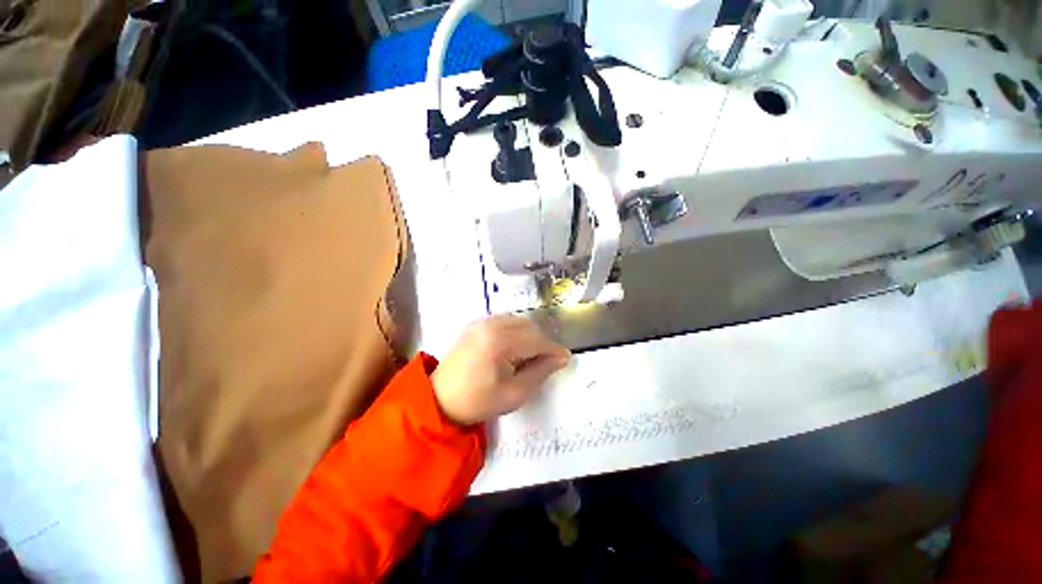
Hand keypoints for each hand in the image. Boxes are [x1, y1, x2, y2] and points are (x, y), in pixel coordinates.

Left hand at [432, 315, 571, 425]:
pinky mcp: (476, 323)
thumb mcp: (515, 393)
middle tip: (547, 361)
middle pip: (529, 326)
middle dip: (542, 342)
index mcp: (499, 341)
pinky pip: (505, 320)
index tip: (565, 359)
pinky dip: (516, 330)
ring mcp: (482, 321)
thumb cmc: (478, 401)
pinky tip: (515, 347)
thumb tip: (562, 357)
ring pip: (518, 321)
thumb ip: (541, 372)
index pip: (536, 339)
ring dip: (530, 335)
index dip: (553, 349)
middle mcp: (491, 324)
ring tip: (531, 355)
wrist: (440, 398)